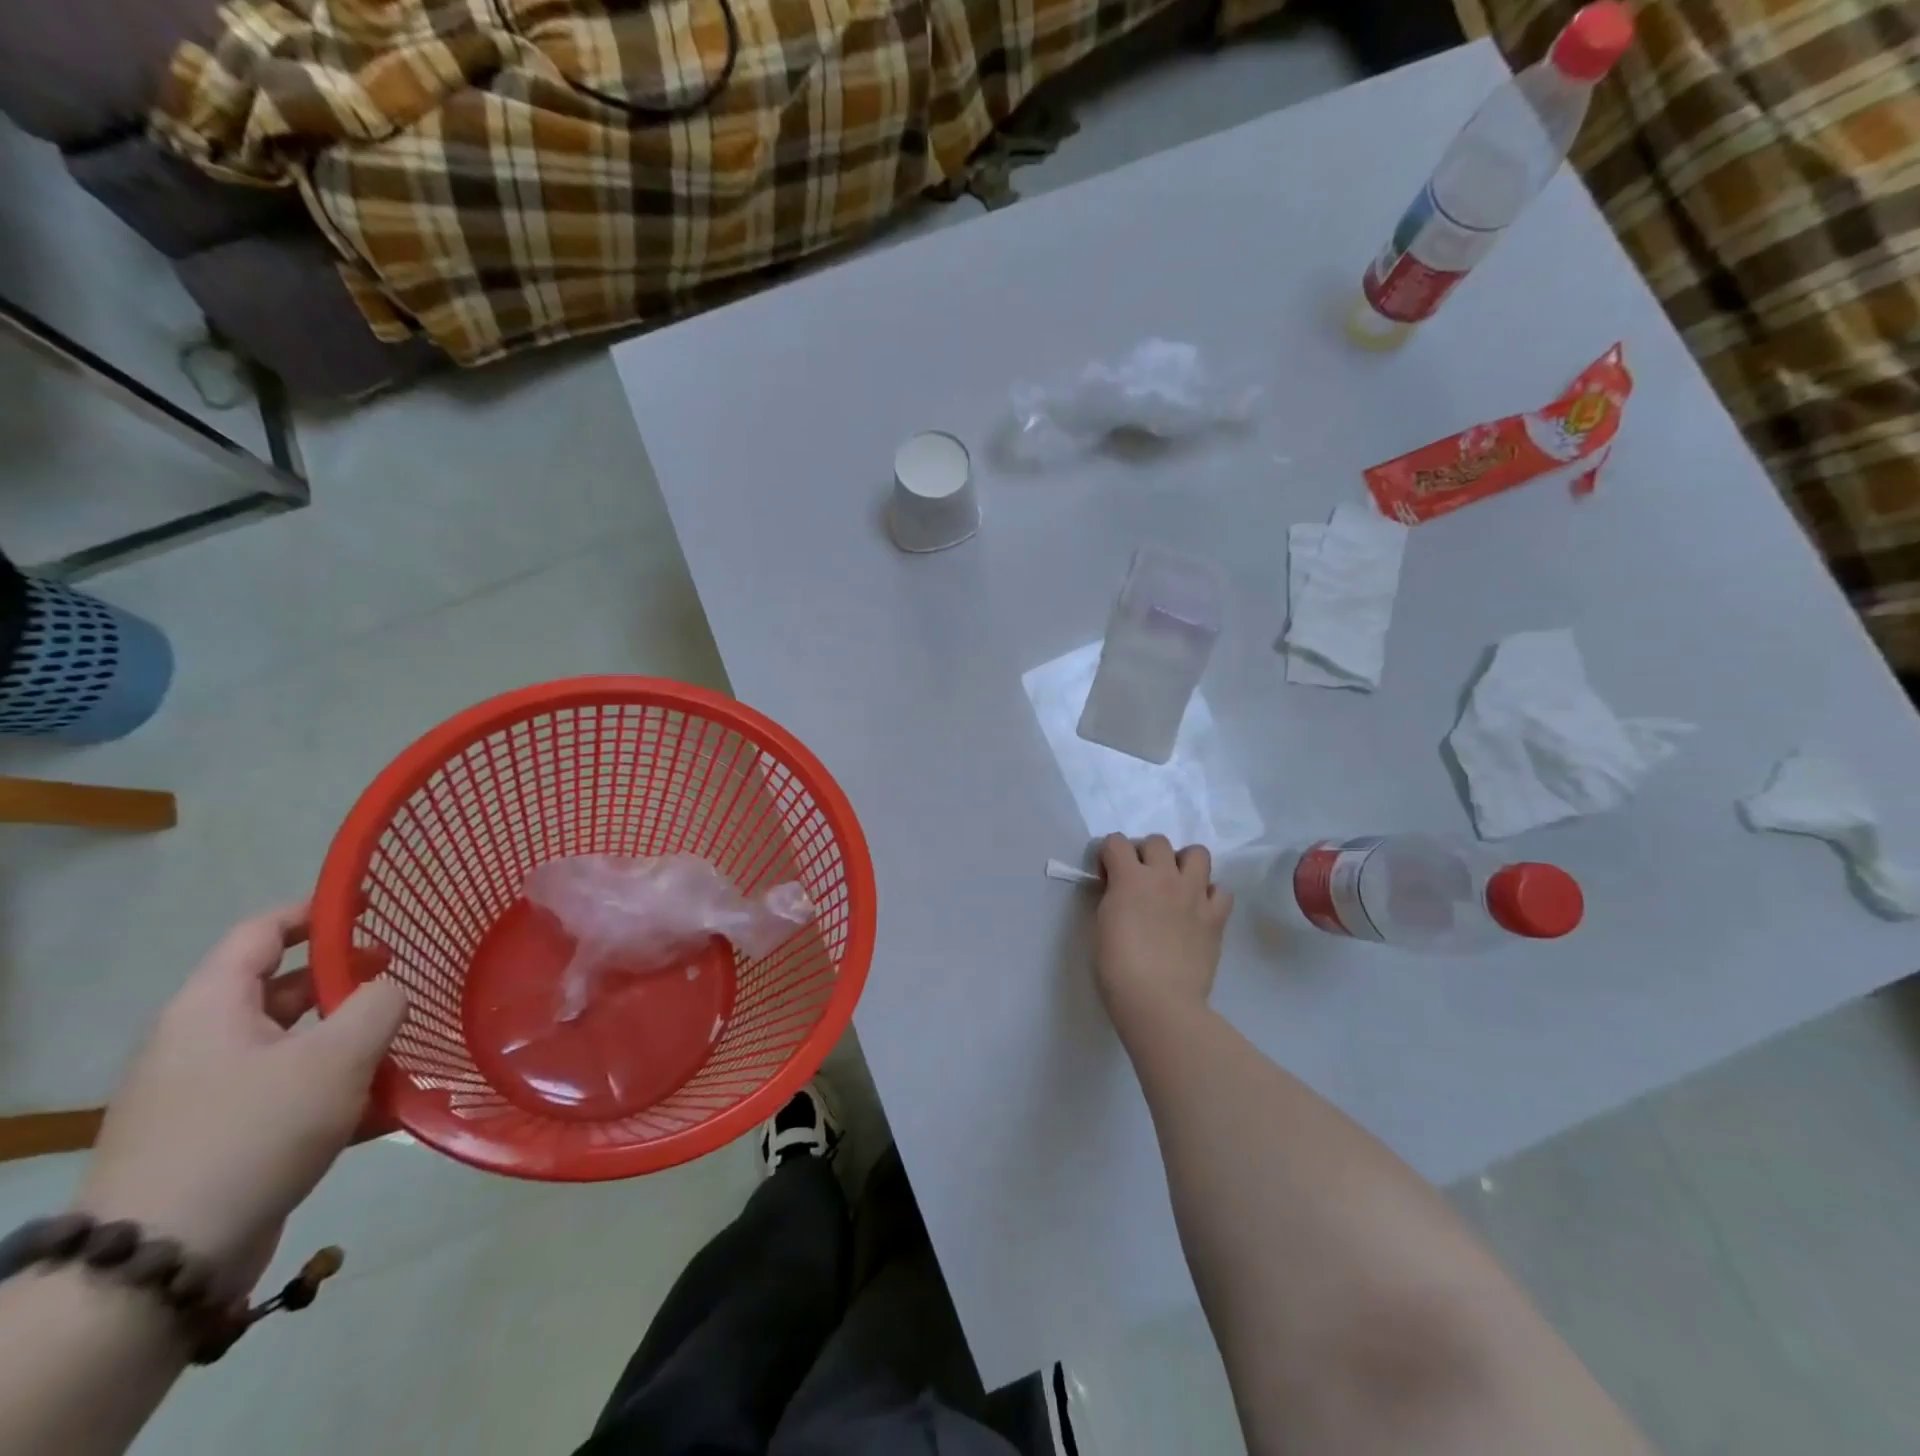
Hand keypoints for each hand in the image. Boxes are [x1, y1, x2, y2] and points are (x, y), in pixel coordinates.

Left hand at [75, 903, 406, 1295]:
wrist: (162, 1263)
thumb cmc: (253, 1131)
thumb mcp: (337, 1055)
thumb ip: (379, 1004)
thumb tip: (389, 990)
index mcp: (212, 1009)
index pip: (261, 933)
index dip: (317, 912)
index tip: (372, 906)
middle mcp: (202, 1045)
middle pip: (285, 991)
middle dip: (349, 983)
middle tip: (406, 981)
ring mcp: (209, 1098)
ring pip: (297, 1049)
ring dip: (355, 1045)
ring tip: (411, 1051)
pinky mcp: (224, 1142)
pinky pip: (293, 1098)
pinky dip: (341, 1095)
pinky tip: (390, 1111)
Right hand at [1093, 834, 1232, 1034]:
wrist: (1158, 1000)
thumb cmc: (1117, 967)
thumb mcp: (1102, 923)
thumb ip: (1113, 896)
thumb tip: (1121, 890)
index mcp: (1130, 878)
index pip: (1116, 842)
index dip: (1108, 856)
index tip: (1106, 877)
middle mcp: (1164, 877)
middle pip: (1157, 841)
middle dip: (1144, 854)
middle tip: (1139, 879)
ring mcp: (1194, 895)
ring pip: (1197, 853)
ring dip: (1182, 863)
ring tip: (1174, 884)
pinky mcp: (1216, 917)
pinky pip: (1221, 890)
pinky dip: (1210, 894)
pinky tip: (1198, 909)